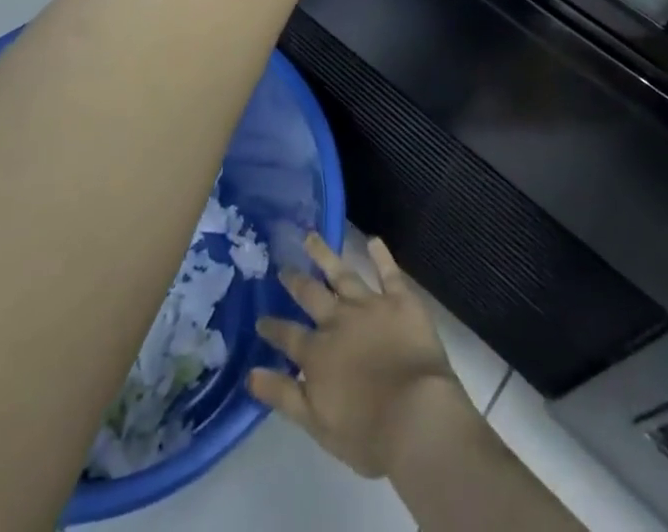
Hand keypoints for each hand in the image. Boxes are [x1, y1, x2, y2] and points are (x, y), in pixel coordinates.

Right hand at [247, 234, 478, 479]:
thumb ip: (283, 395)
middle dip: (295, 280)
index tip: (260, 318)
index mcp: (317, 352)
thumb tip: (250, 374)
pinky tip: (373, 239)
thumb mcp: (316, 423)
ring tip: (311, 236)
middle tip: (283, 265)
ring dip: (326, 254)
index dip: (273, 327)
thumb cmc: (367, 432)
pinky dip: (381, 255)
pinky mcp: (400, 300)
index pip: (288, 336)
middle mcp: (338, 320)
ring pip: (343, 273)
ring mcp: (369, 305)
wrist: (416, 415)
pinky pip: (389, 272)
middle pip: (312, 294)